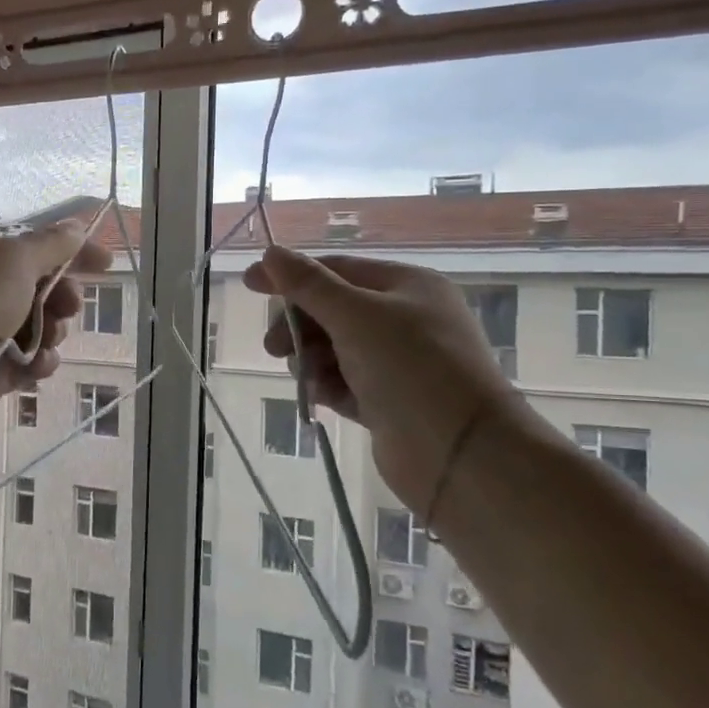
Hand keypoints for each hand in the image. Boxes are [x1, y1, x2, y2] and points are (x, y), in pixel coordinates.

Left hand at [0, 220, 111, 439]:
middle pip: (41, 288)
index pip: (35, 248)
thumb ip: (50, 245)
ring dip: (52, 332)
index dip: (73, 252)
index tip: (107, 265)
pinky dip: (39, 363)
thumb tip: (75, 226)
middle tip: (69, 306)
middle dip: (62, 297)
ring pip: (40, 327)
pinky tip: (36, 368)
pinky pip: (30, 361)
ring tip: (46, 342)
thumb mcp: (12, 261)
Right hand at [242, 248, 526, 512]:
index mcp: (406, 286)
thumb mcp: (355, 316)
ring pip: (334, 348)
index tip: (249, 285)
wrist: (459, 454)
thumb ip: (308, 285)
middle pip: (332, 310)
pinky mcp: (388, 401)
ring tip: (305, 377)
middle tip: (274, 347)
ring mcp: (398, 362)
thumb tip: (270, 253)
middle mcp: (404, 319)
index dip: (291, 275)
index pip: (337, 269)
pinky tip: (317, 396)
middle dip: (299, 325)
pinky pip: (344, 382)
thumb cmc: (410, 368)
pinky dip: (326, 385)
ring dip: (310, 358)